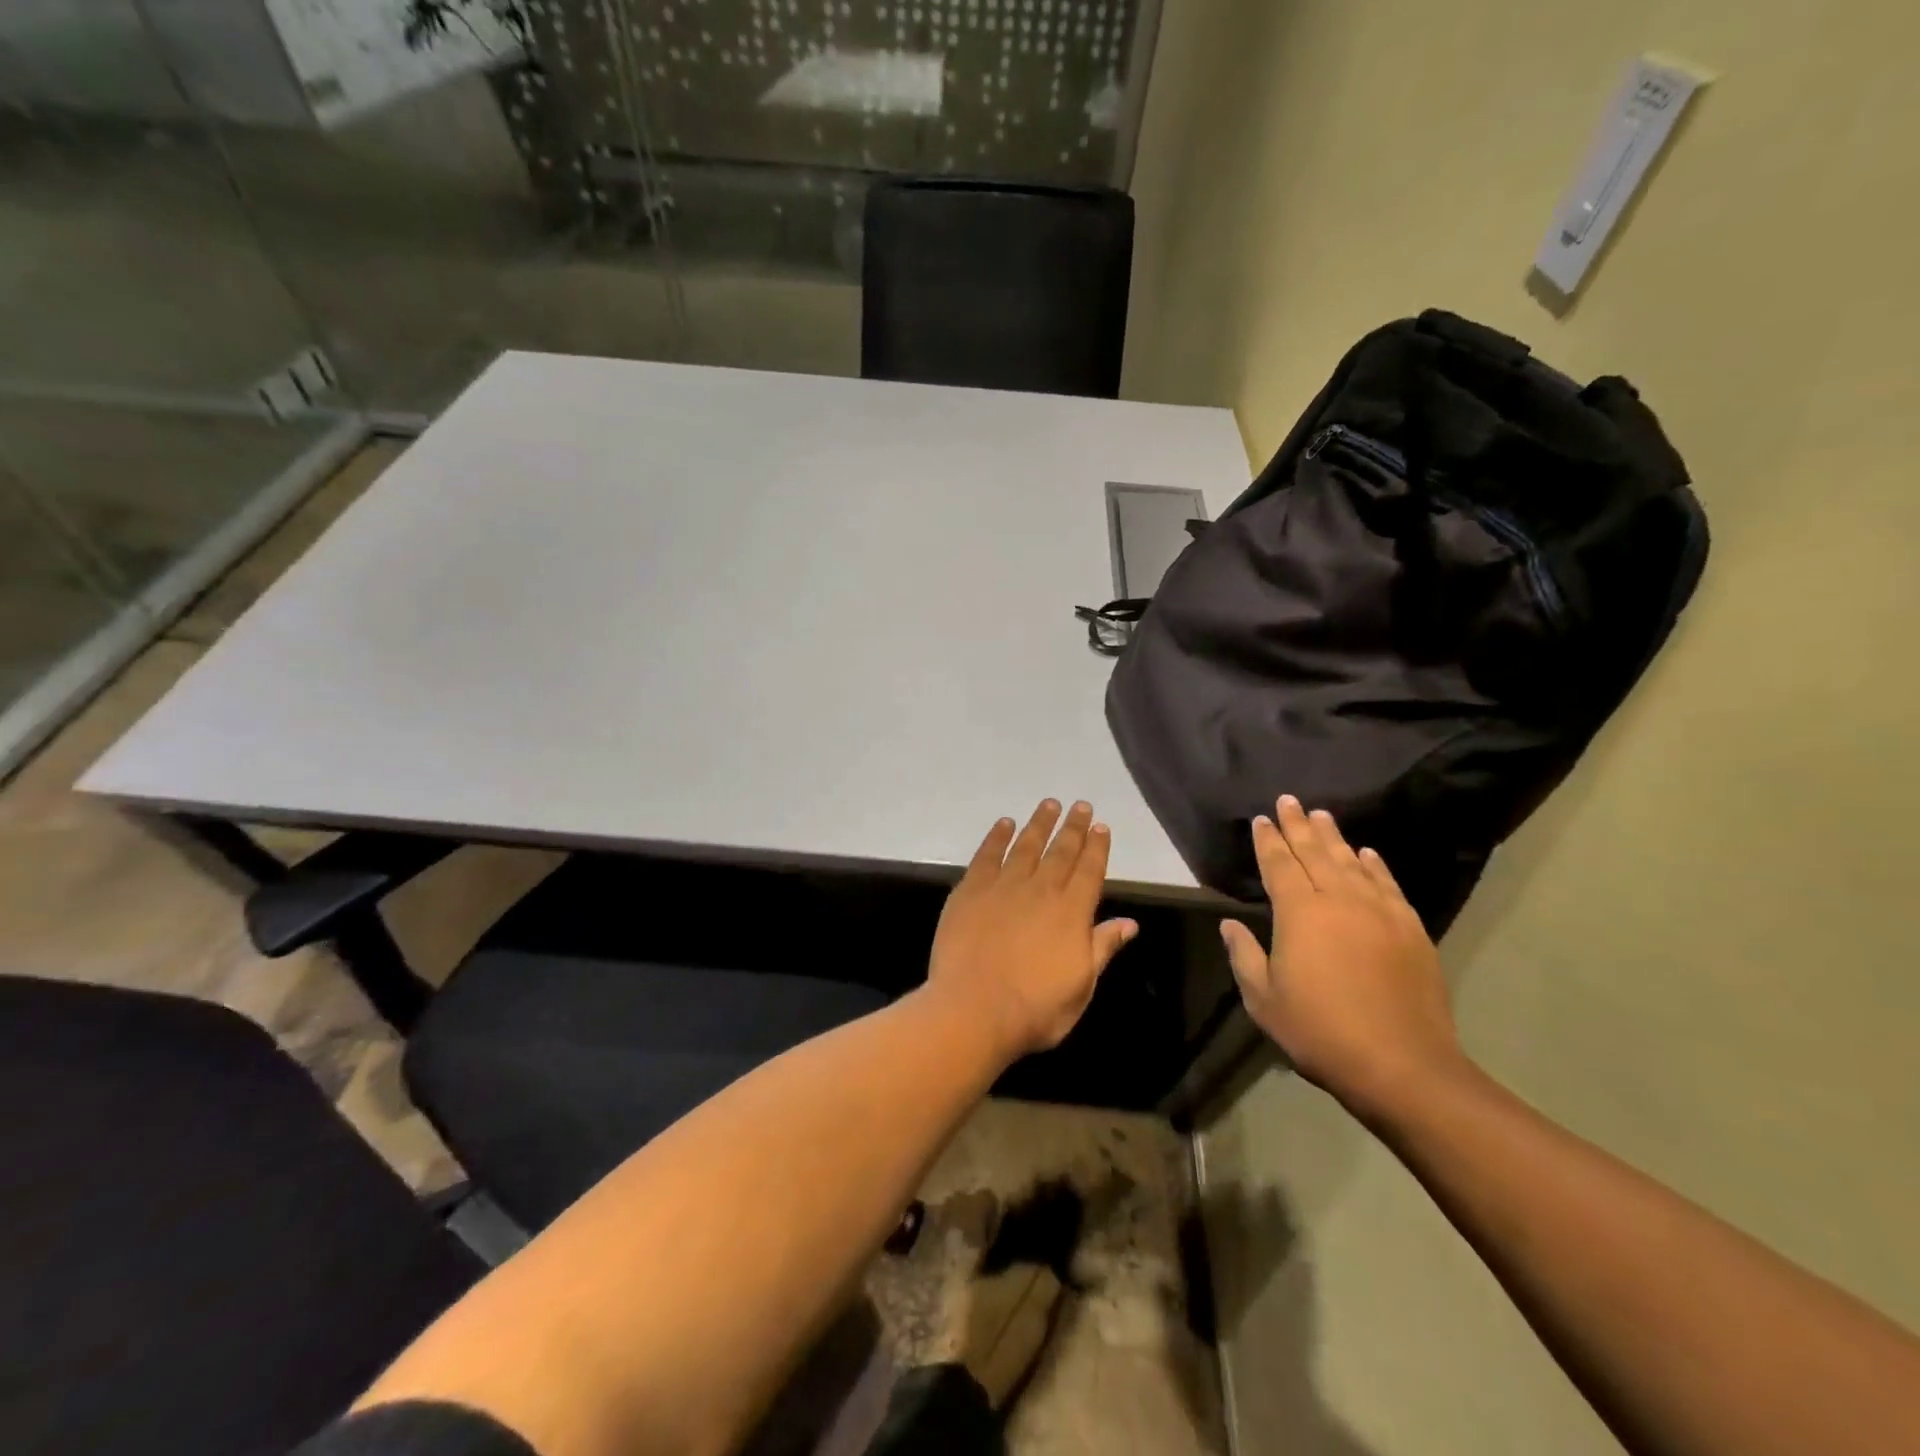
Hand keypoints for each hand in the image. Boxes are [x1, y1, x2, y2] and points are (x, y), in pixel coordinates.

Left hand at [927, 800, 1138, 1060]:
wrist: (974, 1010)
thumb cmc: (1035, 1009)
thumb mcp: (1081, 987)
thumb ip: (1102, 948)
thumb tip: (1129, 923)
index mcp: (1072, 913)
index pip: (1089, 871)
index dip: (1097, 847)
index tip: (1101, 826)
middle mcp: (1041, 890)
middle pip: (1061, 851)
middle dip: (1073, 827)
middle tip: (1080, 805)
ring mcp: (1003, 887)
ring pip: (1026, 845)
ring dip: (1039, 824)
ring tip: (1049, 804)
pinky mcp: (970, 890)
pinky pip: (987, 855)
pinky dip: (997, 837)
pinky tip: (1005, 824)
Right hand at [1219, 795, 1463, 1119]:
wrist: (1401, 1064)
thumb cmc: (1319, 1031)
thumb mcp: (1264, 999)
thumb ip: (1244, 955)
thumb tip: (1229, 924)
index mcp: (1299, 913)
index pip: (1279, 865)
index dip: (1268, 841)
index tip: (1261, 819)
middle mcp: (1339, 900)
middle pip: (1315, 853)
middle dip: (1298, 826)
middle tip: (1289, 801)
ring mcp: (1380, 912)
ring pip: (1352, 862)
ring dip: (1334, 837)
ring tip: (1322, 816)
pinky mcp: (1410, 929)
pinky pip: (1387, 884)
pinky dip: (1375, 866)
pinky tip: (1367, 854)